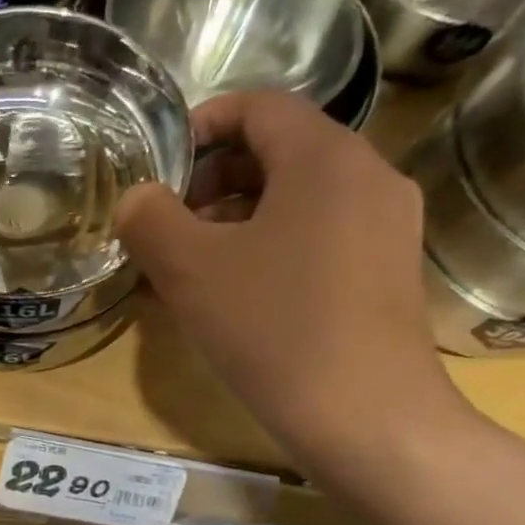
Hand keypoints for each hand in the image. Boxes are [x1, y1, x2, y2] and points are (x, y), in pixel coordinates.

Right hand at [116, 90, 469, 467]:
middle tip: (167, 224)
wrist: (366, 418)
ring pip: (298, 200)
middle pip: (279, 152)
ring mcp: (386, 227)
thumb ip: (150, 219)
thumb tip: (138, 198)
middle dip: (213, 181)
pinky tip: (237, 296)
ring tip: (191, 267)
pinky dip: (270, 249)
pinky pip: (318, 238)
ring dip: (237, 220)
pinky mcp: (386, 273)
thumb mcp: (190, 271)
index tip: (159, 165)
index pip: (259, 106)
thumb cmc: (274, 330)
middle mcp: (368, 177)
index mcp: (325, 157)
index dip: (201, 124)